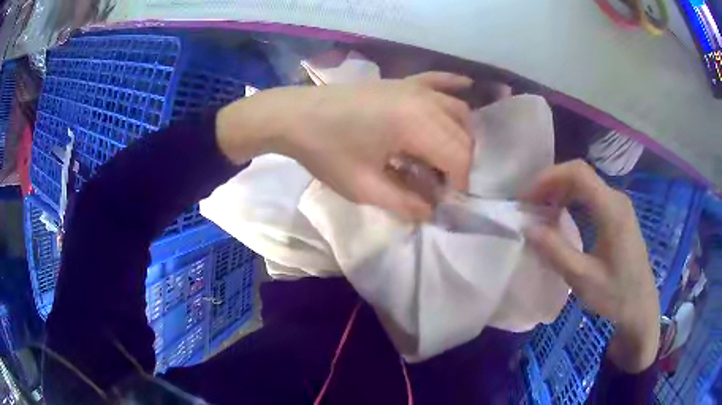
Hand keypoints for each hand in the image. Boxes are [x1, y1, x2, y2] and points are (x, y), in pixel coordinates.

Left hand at [217, 72, 473, 219]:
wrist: (294, 116)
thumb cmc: (325, 151)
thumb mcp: (363, 187)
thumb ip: (404, 202)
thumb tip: (432, 211)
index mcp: (415, 124)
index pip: (458, 157)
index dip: (458, 184)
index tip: (444, 201)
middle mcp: (423, 100)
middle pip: (462, 136)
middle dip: (459, 165)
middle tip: (440, 187)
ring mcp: (413, 86)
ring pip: (457, 111)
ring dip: (460, 137)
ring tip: (443, 159)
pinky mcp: (402, 81)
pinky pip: (438, 80)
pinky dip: (455, 86)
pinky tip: (468, 86)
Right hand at [522, 160, 659, 372]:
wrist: (641, 307)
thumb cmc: (616, 295)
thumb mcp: (583, 279)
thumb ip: (556, 252)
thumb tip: (528, 228)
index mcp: (611, 210)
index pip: (578, 173)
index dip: (548, 177)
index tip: (526, 198)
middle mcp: (616, 199)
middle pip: (580, 174)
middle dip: (550, 184)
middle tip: (528, 205)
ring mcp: (619, 205)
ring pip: (585, 184)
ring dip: (560, 191)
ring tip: (540, 210)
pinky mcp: (618, 215)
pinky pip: (591, 196)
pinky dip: (571, 200)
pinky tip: (561, 217)